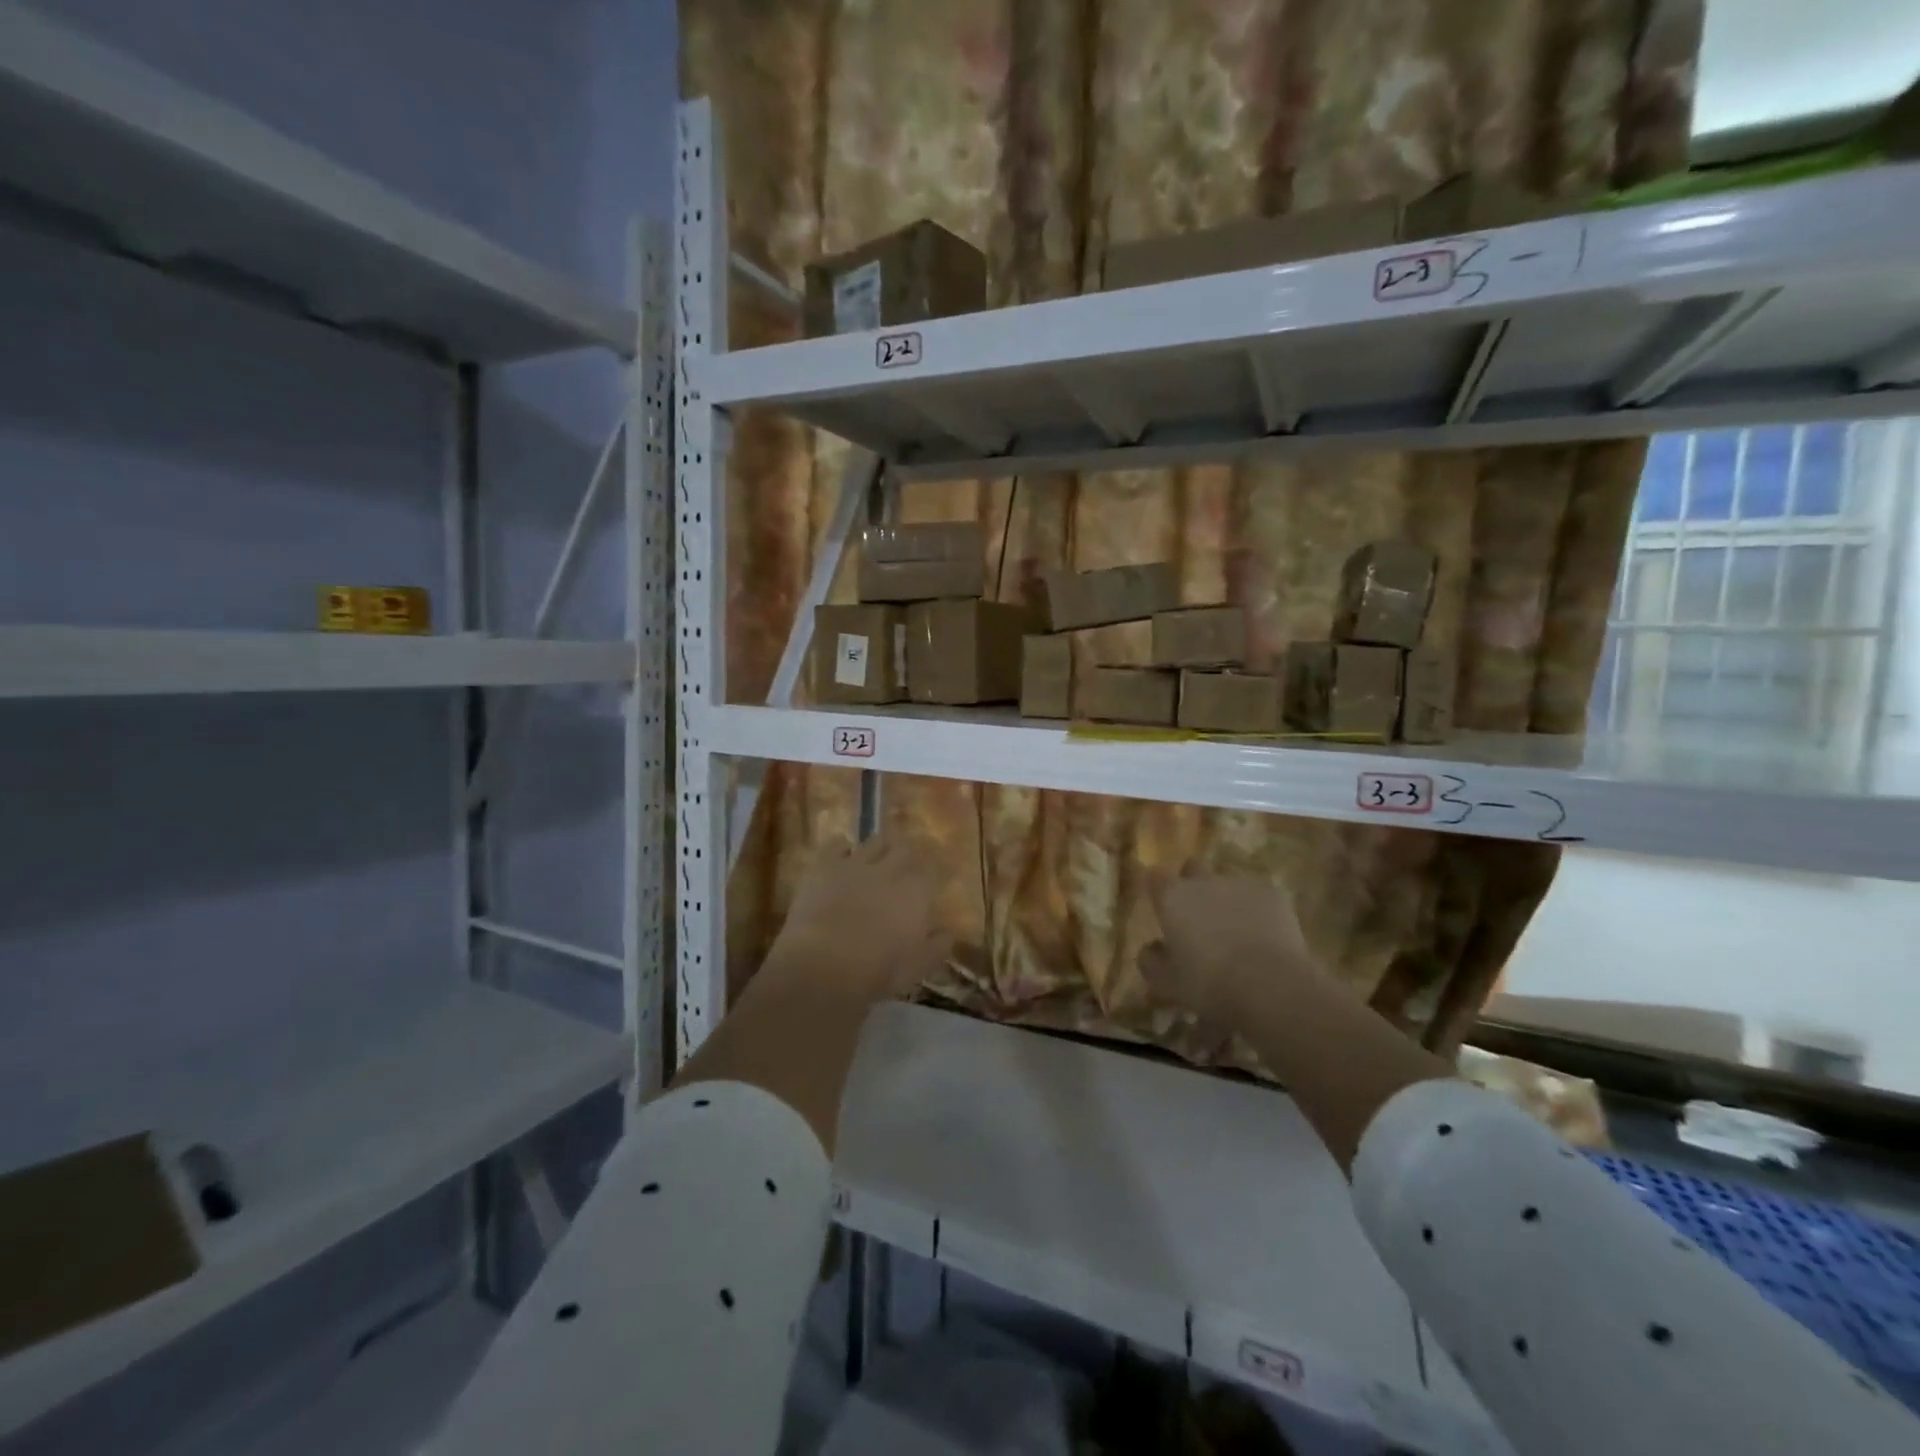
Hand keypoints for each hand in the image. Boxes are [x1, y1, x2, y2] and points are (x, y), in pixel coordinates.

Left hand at [768, 833, 949, 1003]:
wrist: (822, 966)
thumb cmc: (876, 972)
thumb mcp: (917, 967)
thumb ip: (937, 947)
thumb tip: (947, 933)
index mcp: (915, 893)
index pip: (930, 873)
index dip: (928, 877)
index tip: (927, 884)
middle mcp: (889, 870)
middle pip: (903, 847)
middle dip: (905, 852)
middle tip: (902, 859)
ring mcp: (855, 864)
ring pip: (872, 842)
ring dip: (877, 846)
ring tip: (875, 853)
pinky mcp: (824, 866)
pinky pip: (836, 845)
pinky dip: (841, 847)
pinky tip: (842, 853)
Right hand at [1139, 868, 1321, 1030]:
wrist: (1270, 985)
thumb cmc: (1209, 983)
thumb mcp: (1167, 983)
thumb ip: (1151, 962)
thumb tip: (1150, 949)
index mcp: (1172, 897)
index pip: (1155, 876)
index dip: (1158, 888)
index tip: (1161, 905)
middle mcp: (1203, 881)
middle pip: (1193, 867)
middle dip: (1193, 882)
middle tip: (1198, 912)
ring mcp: (1240, 883)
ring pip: (1228, 878)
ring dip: (1226, 893)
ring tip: (1233, 923)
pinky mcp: (1273, 894)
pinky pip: (1259, 893)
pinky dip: (1256, 907)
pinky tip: (1263, 932)